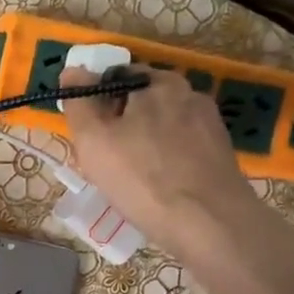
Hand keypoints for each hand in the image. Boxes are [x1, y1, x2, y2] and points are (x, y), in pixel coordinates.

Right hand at [59, 65, 263, 266]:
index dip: (97, 103)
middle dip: (122, 124)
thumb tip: (72, 69)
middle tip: (107, 161)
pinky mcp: (221, 153)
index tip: (89, 135)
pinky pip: (182, 149)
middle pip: (142, 102)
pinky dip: (167, 161)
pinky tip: (159, 187)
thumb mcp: (93, 139)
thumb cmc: (142, 178)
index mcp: (157, 83)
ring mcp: (210, 124)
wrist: (208, 224)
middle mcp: (189, 94)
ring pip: (163, 127)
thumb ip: (79, 101)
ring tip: (133, 179)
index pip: (116, 78)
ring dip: (145, 144)